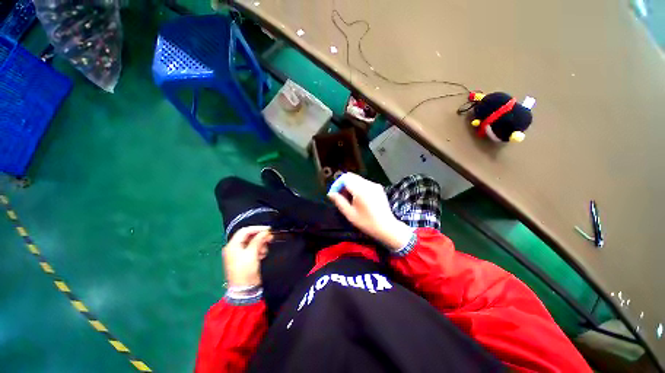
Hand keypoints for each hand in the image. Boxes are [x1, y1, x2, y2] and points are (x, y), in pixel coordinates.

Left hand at [222, 226, 272, 287]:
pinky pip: (253, 249)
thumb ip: (258, 240)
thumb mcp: (252, 253)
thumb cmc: (245, 270)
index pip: (245, 231)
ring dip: (260, 244)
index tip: (268, 229)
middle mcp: (234, 248)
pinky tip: (262, 255)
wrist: (244, 289)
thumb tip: (265, 231)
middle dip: (260, 237)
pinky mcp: (244, 259)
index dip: (257, 228)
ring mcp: (239, 254)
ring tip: (265, 251)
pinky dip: (259, 250)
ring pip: (252, 243)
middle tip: (270, 238)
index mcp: (232, 245)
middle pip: (249, 236)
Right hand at [328, 173, 412, 250]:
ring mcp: (374, 185)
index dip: (337, 184)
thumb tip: (330, 193)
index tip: (334, 194)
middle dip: (343, 184)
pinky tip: (358, 198)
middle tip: (340, 196)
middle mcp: (368, 184)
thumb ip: (339, 201)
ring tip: (348, 198)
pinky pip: (364, 183)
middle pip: (351, 177)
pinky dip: (358, 187)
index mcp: (360, 190)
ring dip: (350, 185)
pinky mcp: (378, 188)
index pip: (345, 178)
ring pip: (357, 179)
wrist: (387, 227)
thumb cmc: (367, 222)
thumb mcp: (350, 214)